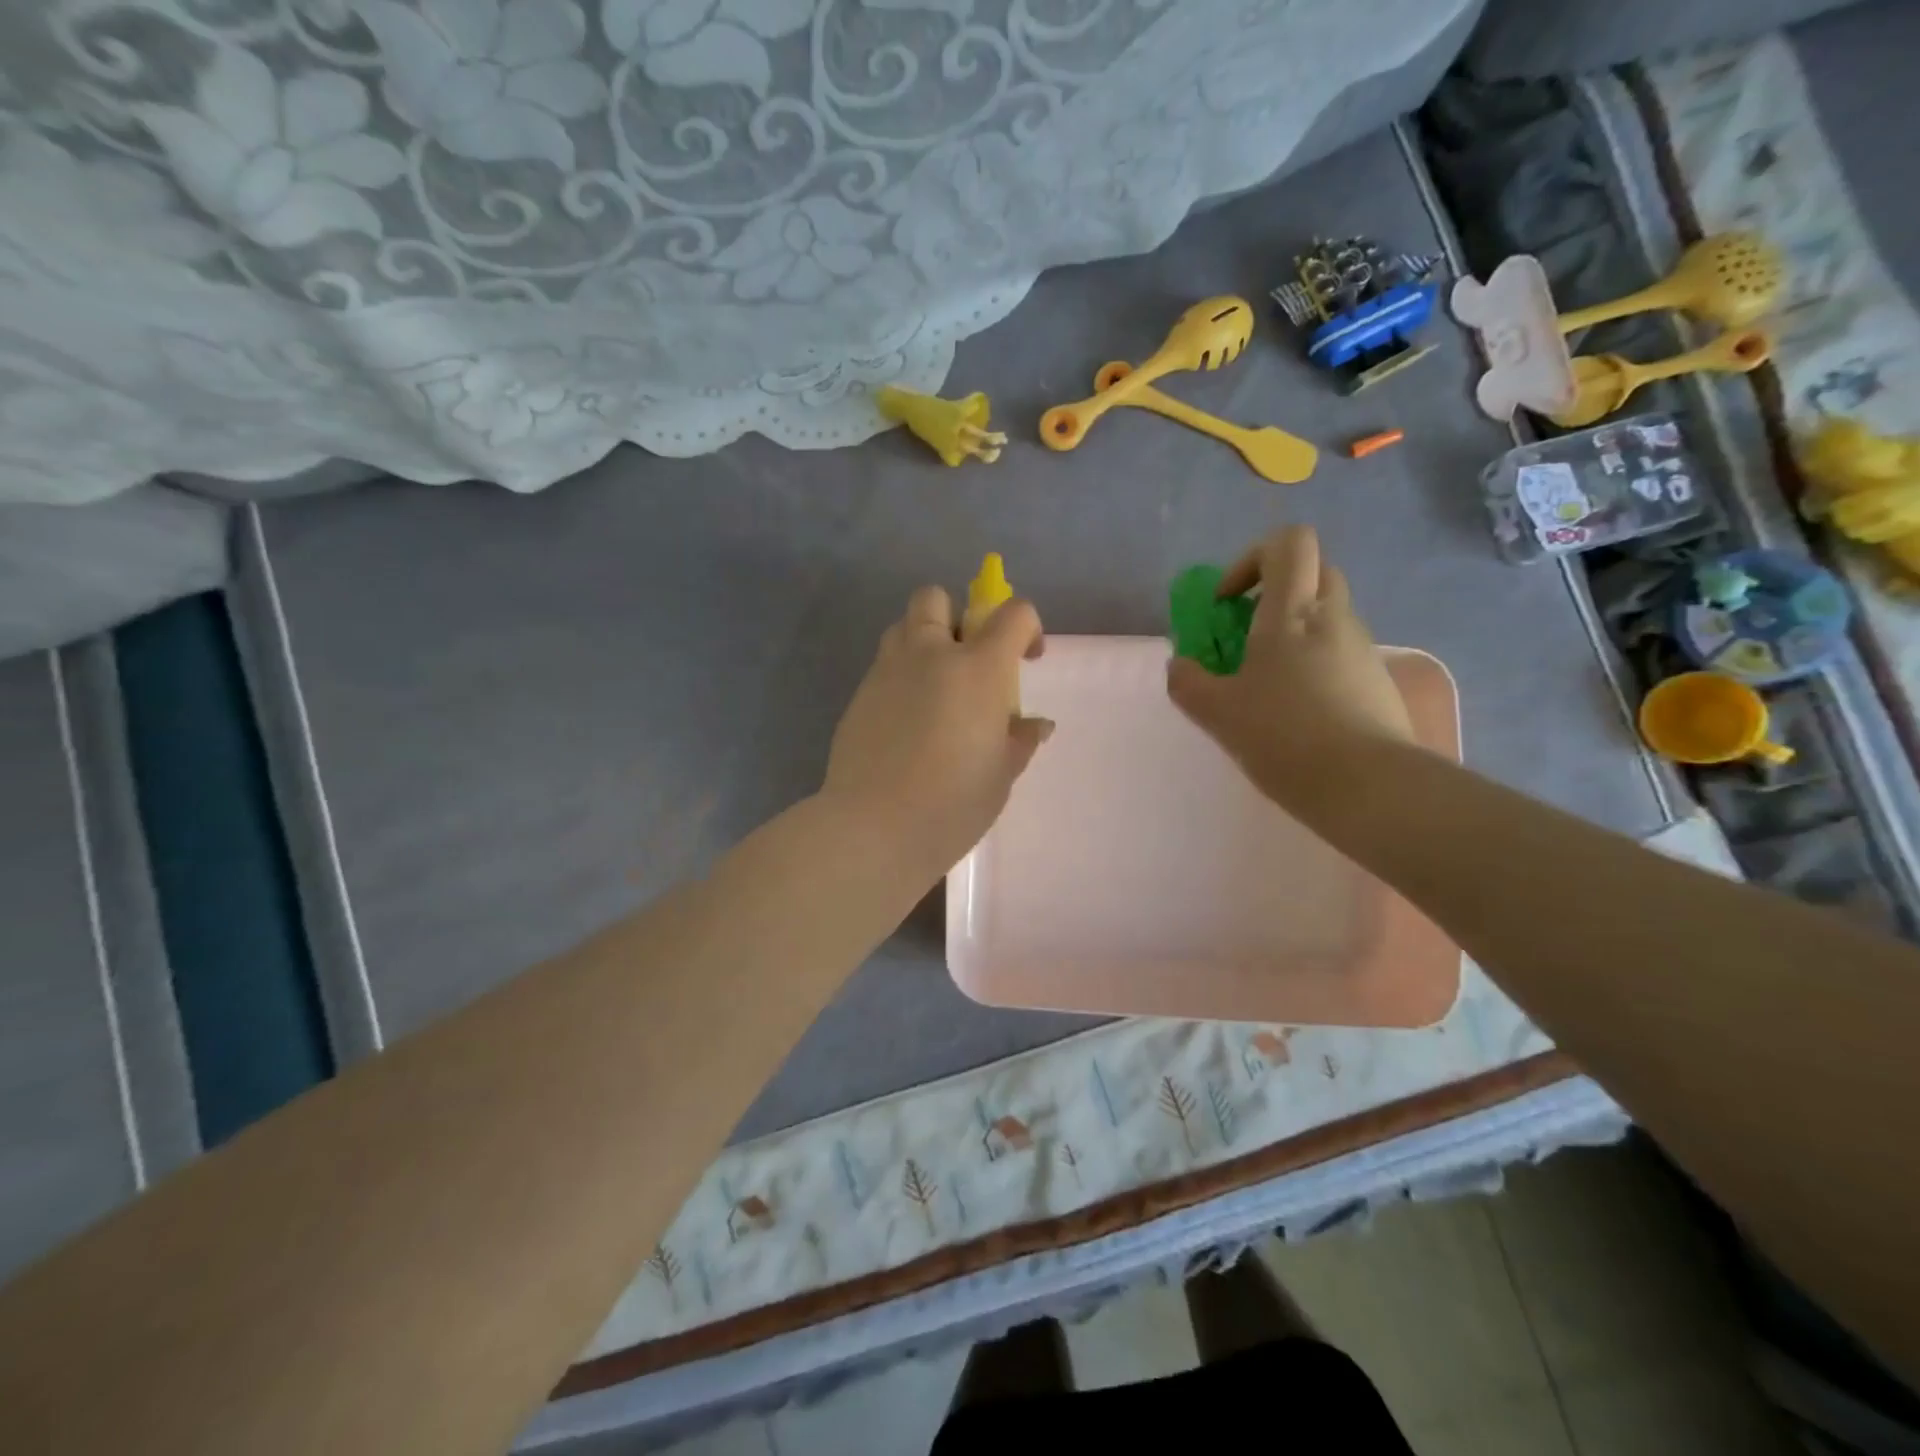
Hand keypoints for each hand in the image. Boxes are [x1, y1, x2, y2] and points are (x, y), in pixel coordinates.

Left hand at [823, 586, 1051, 876]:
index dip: (1028, 627)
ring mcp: (886, 671)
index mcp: (976, 667)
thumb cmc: (953, 802)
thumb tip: (1036, 724)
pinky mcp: (858, 696)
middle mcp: (929, 654)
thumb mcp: (1001, 774)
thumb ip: (1019, 739)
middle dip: (957, 616)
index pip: (1012, 614)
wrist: (875, 827)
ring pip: (902, 627)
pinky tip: (907, 723)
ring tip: (935, 689)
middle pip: (936, 597)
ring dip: (923, 641)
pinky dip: (900, 678)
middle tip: (968, 662)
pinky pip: (883, 667)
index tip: (1028, 659)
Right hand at [1167, 525, 1412, 809]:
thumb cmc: (1284, 736)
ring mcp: (1362, 649)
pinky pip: (1340, 653)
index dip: (1253, 558)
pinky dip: (1313, 665)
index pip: (1289, 543)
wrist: (1368, 786)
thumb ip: (1188, 683)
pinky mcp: (1378, 681)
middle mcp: (1334, 618)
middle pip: (1312, 572)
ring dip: (1293, 632)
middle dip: (1274, 592)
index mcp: (1292, 613)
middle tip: (1245, 634)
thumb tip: (1180, 667)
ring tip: (1266, 685)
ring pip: (1327, 616)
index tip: (1227, 602)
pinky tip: (1296, 713)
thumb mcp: (1218, 713)